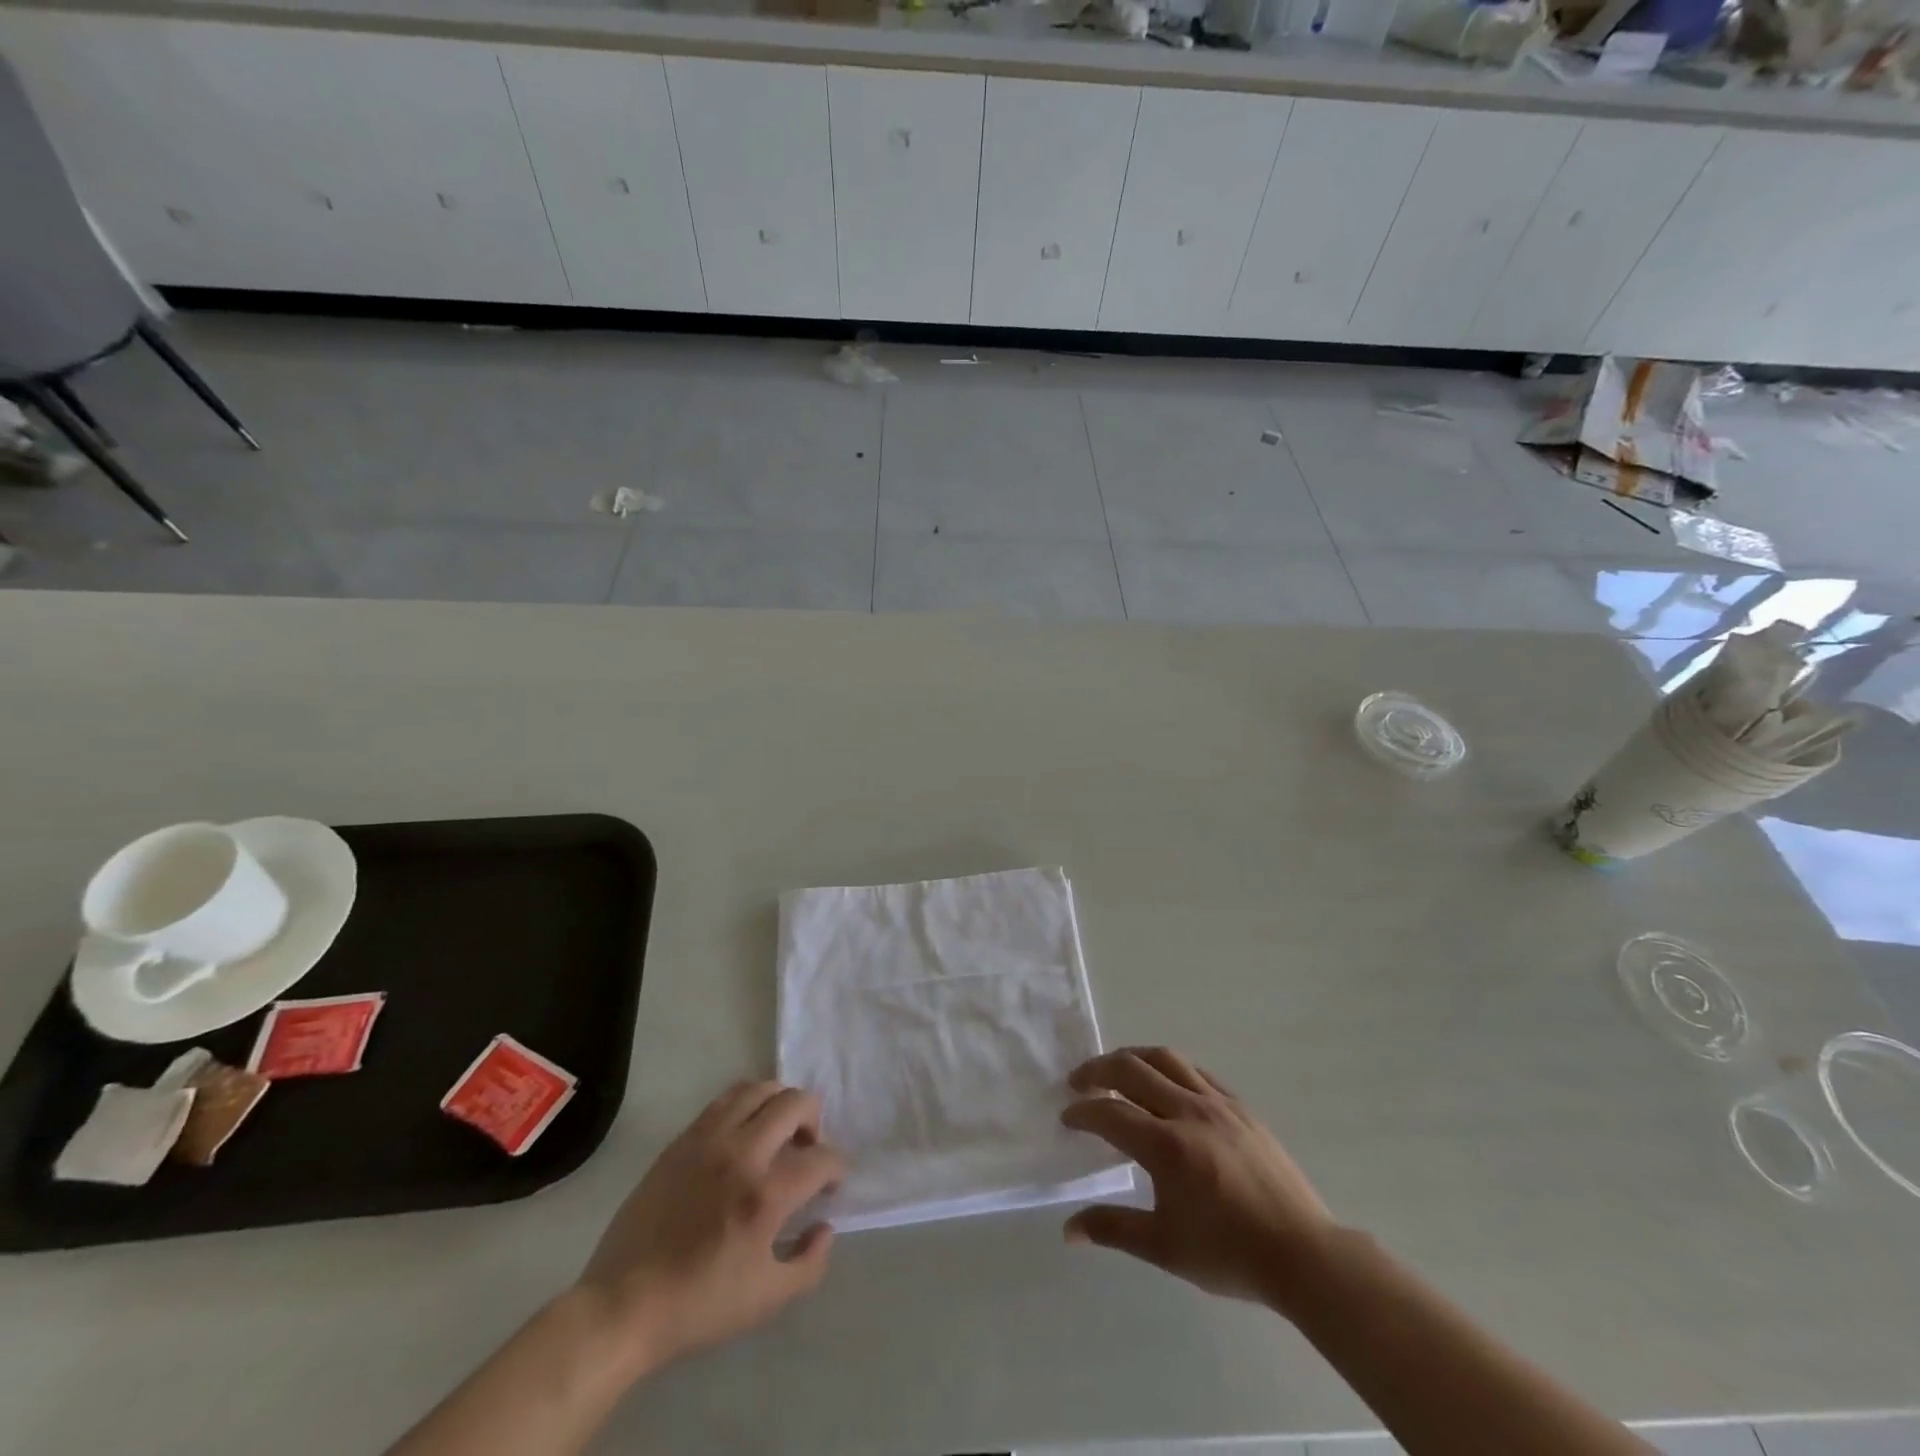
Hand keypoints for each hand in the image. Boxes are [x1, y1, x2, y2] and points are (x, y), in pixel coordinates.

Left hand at [575, 1080, 845, 1374]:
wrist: (623, 1306)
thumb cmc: (698, 1307)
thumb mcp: (768, 1300)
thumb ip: (810, 1263)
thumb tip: (824, 1226)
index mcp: (766, 1194)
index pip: (821, 1159)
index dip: (837, 1169)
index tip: (831, 1186)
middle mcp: (742, 1153)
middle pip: (795, 1103)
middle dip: (814, 1121)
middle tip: (807, 1149)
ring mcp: (708, 1140)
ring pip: (759, 1089)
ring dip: (780, 1104)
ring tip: (777, 1132)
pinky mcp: (682, 1140)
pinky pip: (725, 1100)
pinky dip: (747, 1105)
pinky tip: (744, 1134)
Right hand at [1060, 1047, 1336, 1314]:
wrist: (1302, 1254)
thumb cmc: (1229, 1253)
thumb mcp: (1165, 1247)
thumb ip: (1113, 1229)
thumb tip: (1069, 1229)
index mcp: (1166, 1146)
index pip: (1109, 1113)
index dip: (1082, 1112)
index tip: (1067, 1118)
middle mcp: (1187, 1111)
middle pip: (1132, 1069)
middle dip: (1097, 1070)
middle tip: (1078, 1083)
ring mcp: (1217, 1103)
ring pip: (1165, 1058)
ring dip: (1132, 1058)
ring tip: (1116, 1070)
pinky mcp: (1240, 1106)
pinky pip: (1196, 1071)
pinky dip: (1170, 1068)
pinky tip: (1165, 1083)